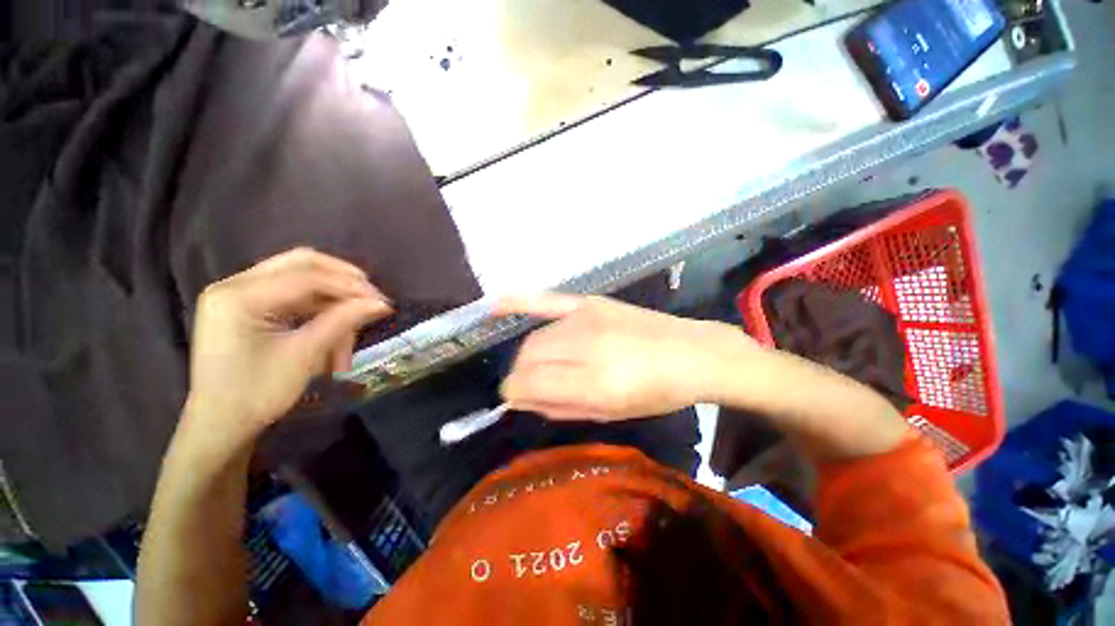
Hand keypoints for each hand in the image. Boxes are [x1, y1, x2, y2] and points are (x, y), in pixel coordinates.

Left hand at [184, 248, 391, 444]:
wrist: (220, 425)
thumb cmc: (257, 393)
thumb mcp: (304, 356)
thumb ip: (343, 321)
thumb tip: (381, 302)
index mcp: (239, 295)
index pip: (307, 276)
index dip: (350, 286)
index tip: (383, 301)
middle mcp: (235, 285)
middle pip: (302, 264)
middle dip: (342, 280)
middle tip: (371, 299)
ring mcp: (240, 294)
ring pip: (301, 280)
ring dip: (332, 301)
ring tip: (351, 329)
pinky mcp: (248, 307)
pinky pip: (293, 296)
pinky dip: (319, 309)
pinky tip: (334, 329)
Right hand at [497, 294, 756, 420]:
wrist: (691, 353)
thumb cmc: (655, 393)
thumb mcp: (610, 415)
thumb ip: (560, 407)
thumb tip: (522, 399)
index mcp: (594, 382)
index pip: (529, 383)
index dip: (514, 393)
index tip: (516, 399)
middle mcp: (585, 345)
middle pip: (528, 357)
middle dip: (522, 375)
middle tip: (536, 385)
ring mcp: (587, 318)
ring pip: (535, 337)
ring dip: (531, 355)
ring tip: (545, 365)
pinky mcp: (590, 302)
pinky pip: (545, 299)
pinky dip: (517, 303)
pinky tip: (494, 306)